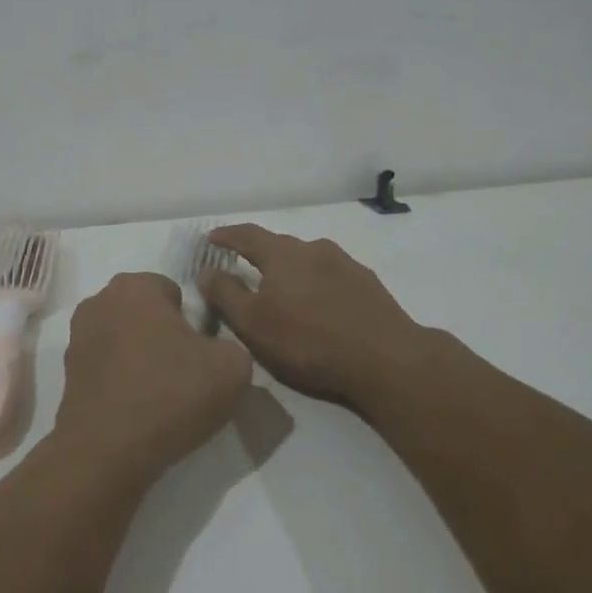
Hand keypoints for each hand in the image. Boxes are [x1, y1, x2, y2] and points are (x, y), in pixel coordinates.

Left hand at [53, 273, 252, 483]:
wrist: (107, 452)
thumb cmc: (170, 394)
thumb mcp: (233, 367)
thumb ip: (232, 344)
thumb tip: (217, 352)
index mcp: (134, 286)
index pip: (172, 290)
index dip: (192, 321)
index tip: (201, 352)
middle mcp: (99, 300)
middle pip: (145, 313)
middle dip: (164, 335)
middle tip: (185, 373)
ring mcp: (78, 337)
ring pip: (125, 339)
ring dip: (141, 358)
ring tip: (161, 396)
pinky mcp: (68, 373)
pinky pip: (108, 367)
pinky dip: (122, 381)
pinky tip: (137, 409)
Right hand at [199, 225, 438, 407]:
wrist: (385, 358)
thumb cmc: (308, 341)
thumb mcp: (254, 324)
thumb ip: (226, 294)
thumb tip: (206, 271)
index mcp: (282, 254)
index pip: (247, 234)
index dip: (227, 236)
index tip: (211, 239)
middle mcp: (313, 248)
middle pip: (279, 246)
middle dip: (259, 255)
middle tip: (244, 270)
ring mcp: (344, 263)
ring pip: (307, 260)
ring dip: (290, 271)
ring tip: (283, 292)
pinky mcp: (367, 283)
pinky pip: (331, 276)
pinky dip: (316, 284)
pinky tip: (318, 306)